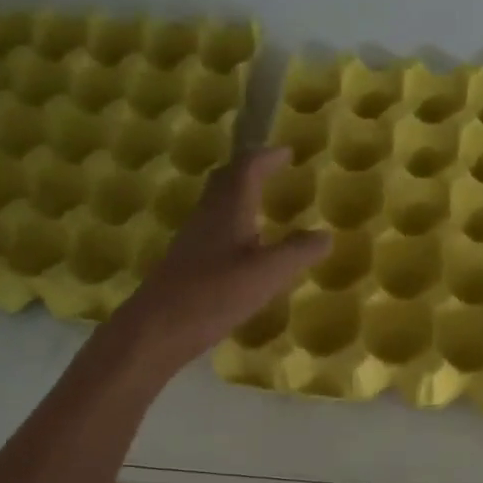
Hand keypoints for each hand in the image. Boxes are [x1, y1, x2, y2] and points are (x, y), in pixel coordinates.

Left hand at [113, 147, 329, 370]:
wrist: (156, 328)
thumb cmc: (214, 294)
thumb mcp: (267, 274)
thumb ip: (298, 252)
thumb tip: (326, 235)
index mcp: (228, 209)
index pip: (247, 168)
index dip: (267, 157)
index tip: (287, 153)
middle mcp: (207, 216)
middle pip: (226, 180)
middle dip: (249, 170)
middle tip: (272, 170)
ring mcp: (192, 239)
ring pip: (217, 205)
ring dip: (239, 196)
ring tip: (262, 206)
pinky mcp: (185, 262)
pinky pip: (212, 229)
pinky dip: (232, 225)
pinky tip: (242, 249)